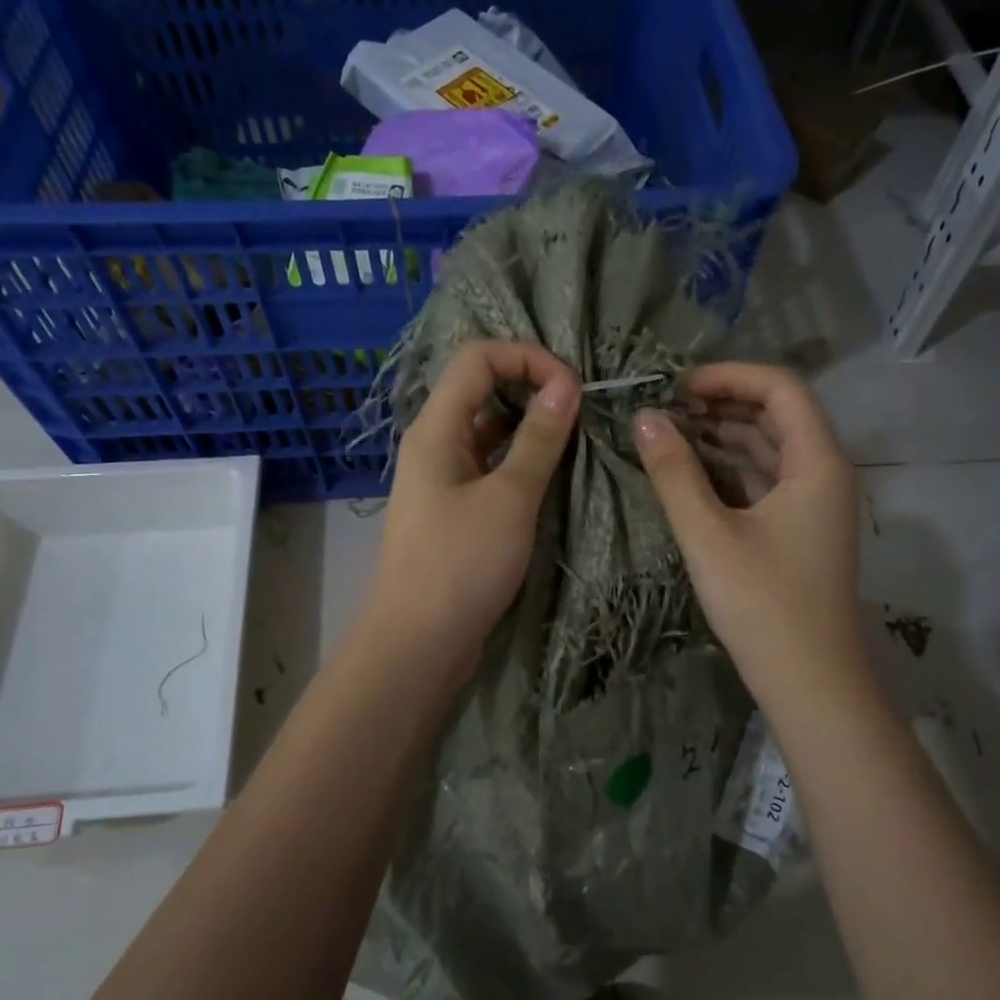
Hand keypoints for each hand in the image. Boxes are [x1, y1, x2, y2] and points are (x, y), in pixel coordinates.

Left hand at [366, 340, 580, 671]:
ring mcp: (443, 479)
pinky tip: (553, 478)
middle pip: (482, 389)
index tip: (573, 389)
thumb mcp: (509, 498)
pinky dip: (521, 464)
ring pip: (489, 432)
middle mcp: (434, 444)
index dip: (527, 357)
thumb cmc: (461, 565)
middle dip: (533, 388)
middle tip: (581, 411)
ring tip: (576, 442)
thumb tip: (566, 385)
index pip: (478, 357)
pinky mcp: (454, 512)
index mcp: (436, 428)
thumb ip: (538, 439)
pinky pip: (490, 469)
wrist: (418, 643)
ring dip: (531, 429)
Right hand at [633, 363, 868, 710]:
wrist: (810, 682)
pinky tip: (691, 473)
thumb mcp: (709, 535)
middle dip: (722, 402)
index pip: (780, 388)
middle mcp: (824, 473)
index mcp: (817, 462)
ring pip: (770, 449)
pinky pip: (766, 480)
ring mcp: (814, 504)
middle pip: (778, 414)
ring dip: (724, 435)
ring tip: (670, 432)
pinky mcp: (800, 531)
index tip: (676, 386)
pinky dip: (731, 468)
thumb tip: (643, 418)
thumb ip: (674, 473)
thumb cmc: (763, 604)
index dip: (729, 376)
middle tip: (665, 407)